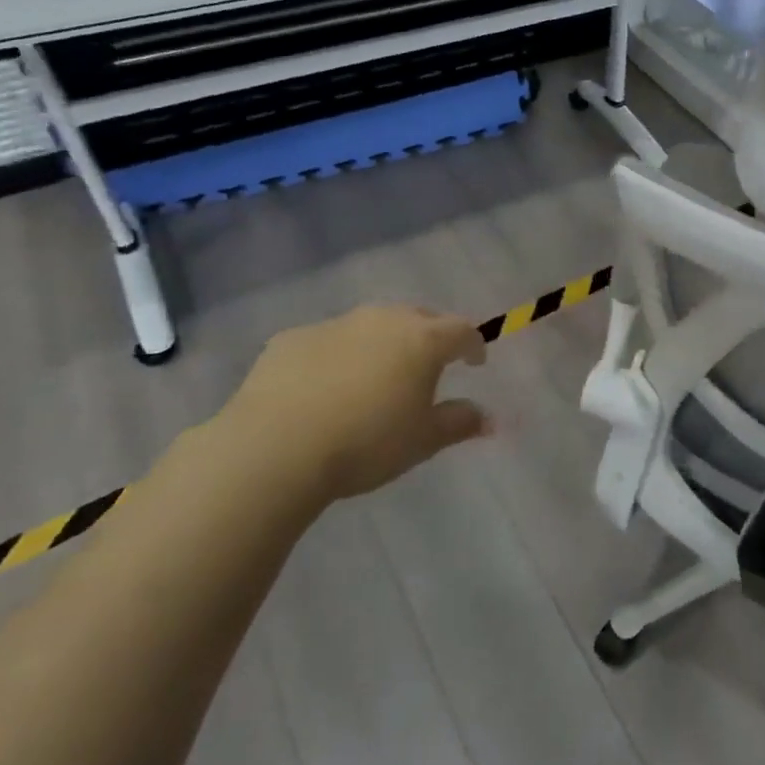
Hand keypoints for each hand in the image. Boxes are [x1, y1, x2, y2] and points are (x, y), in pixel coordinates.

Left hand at [216, 304, 489, 503]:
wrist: (275, 447)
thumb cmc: (366, 443)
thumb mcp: (423, 441)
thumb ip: (459, 423)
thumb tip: (489, 419)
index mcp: (422, 340)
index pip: (462, 330)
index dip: (473, 345)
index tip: (474, 363)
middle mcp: (383, 320)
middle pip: (418, 317)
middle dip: (430, 336)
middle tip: (428, 364)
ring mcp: (335, 324)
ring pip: (371, 324)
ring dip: (382, 342)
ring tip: (376, 374)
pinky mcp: (292, 338)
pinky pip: (328, 340)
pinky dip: (337, 355)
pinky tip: (325, 386)